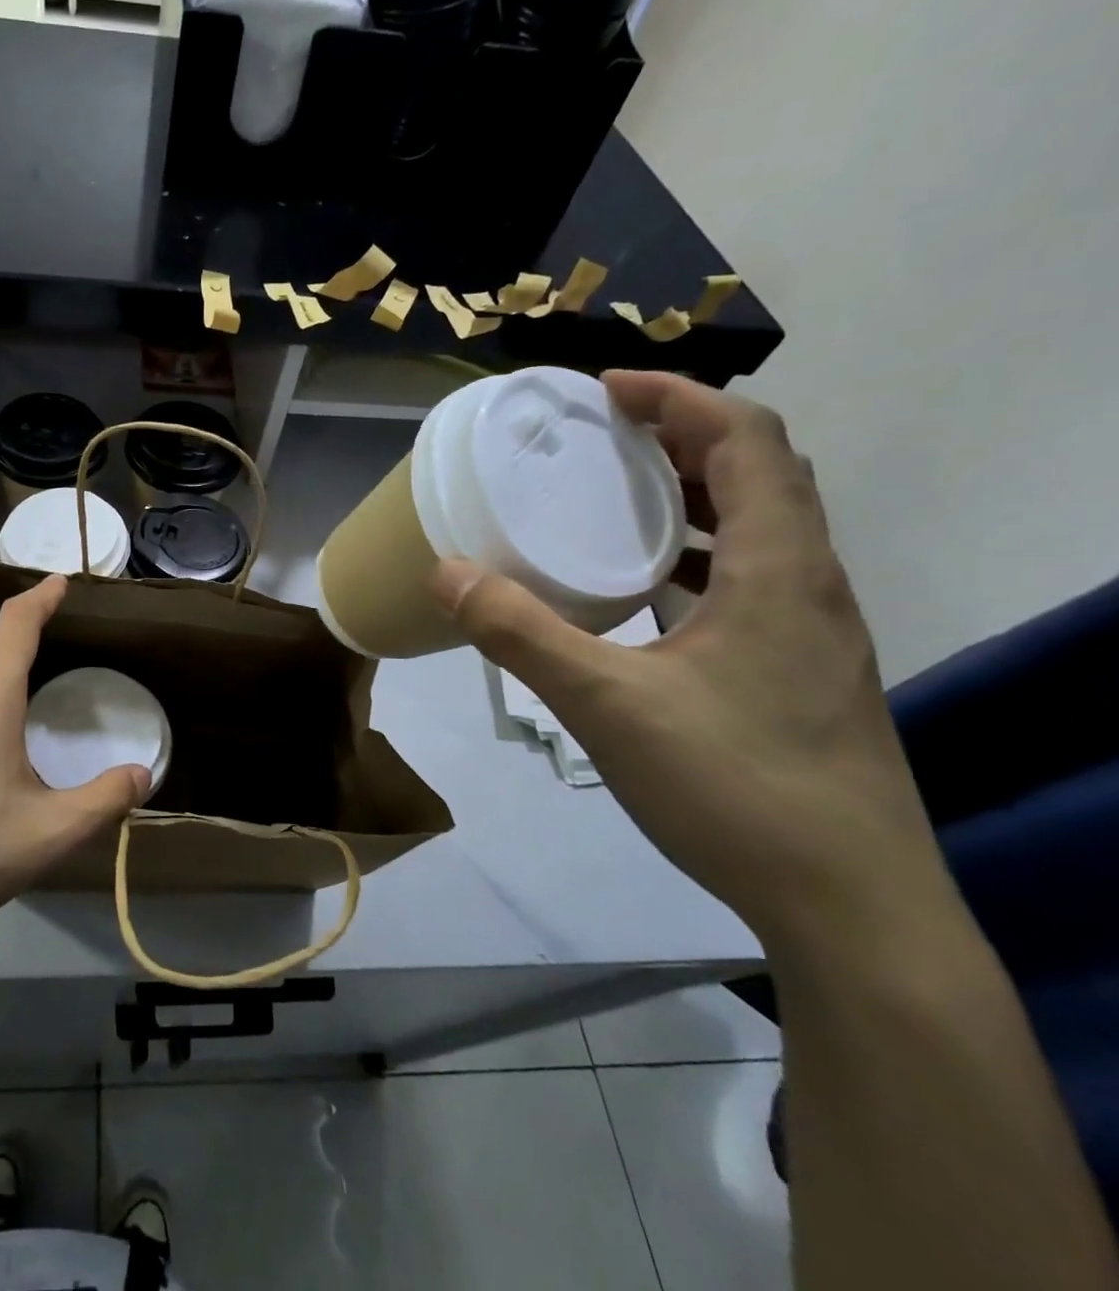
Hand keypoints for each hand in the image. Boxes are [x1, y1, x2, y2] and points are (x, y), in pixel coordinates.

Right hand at [431, 371, 945, 946]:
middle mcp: (810, 584)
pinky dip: (700, 554)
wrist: (849, 905)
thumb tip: (446, 573)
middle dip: (682, 436)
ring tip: (618, 497)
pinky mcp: (800, 669)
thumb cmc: (735, 786)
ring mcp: (813, 630)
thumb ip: (522, 633)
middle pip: (761, 472)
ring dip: (695, 494)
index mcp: (781, 570)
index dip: (680, 397)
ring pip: (763, 527)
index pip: (748, 439)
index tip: (606, 391)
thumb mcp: (606, 704)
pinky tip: (645, 589)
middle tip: (603, 437)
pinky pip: (753, 578)